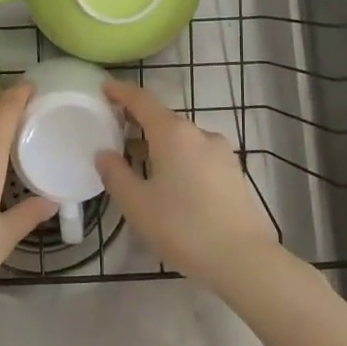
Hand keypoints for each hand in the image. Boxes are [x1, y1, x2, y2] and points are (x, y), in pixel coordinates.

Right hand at [94, 79, 278, 291]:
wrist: (243, 258)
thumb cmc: (183, 227)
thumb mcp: (137, 204)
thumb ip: (115, 174)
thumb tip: (103, 153)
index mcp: (173, 133)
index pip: (142, 100)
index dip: (121, 92)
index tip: (104, 87)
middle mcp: (199, 133)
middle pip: (163, 118)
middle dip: (137, 121)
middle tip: (113, 129)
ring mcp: (220, 152)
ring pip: (181, 138)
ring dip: (158, 142)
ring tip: (137, 160)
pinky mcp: (232, 171)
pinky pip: (196, 154)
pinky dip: (177, 157)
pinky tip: (168, 180)